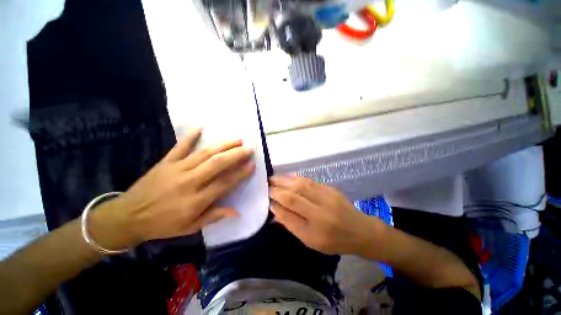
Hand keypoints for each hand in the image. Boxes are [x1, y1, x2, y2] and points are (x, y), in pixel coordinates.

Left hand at [89, 129, 255, 249]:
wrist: (128, 217)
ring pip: (204, 153)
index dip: (240, 174)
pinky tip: (201, 127)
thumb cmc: (163, 225)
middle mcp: (189, 182)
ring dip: (223, 145)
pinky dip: (190, 136)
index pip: (225, 183)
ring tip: (237, 140)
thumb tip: (237, 212)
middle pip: (217, 164)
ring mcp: (177, 169)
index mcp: (196, 201)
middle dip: (236, 155)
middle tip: (249, 148)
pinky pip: (180, 147)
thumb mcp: (190, 227)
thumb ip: (214, 216)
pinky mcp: (166, 162)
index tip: (252, 165)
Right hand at [269, 176, 383, 254]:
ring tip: (273, 179)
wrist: (360, 230)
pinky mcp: (330, 188)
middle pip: (294, 195)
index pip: (290, 212)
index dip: (276, 203)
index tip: (266, 198)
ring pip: (300, 185)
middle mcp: (321, 211)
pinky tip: (287, 177)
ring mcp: (327, 196)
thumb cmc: (334, 241)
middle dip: (277, 189)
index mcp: (316, 229)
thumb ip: (292, 225)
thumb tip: (275, 210)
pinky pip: (309, 180)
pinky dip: (296, 177)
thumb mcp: (311, 241)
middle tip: (266, 185)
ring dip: (284, 180)